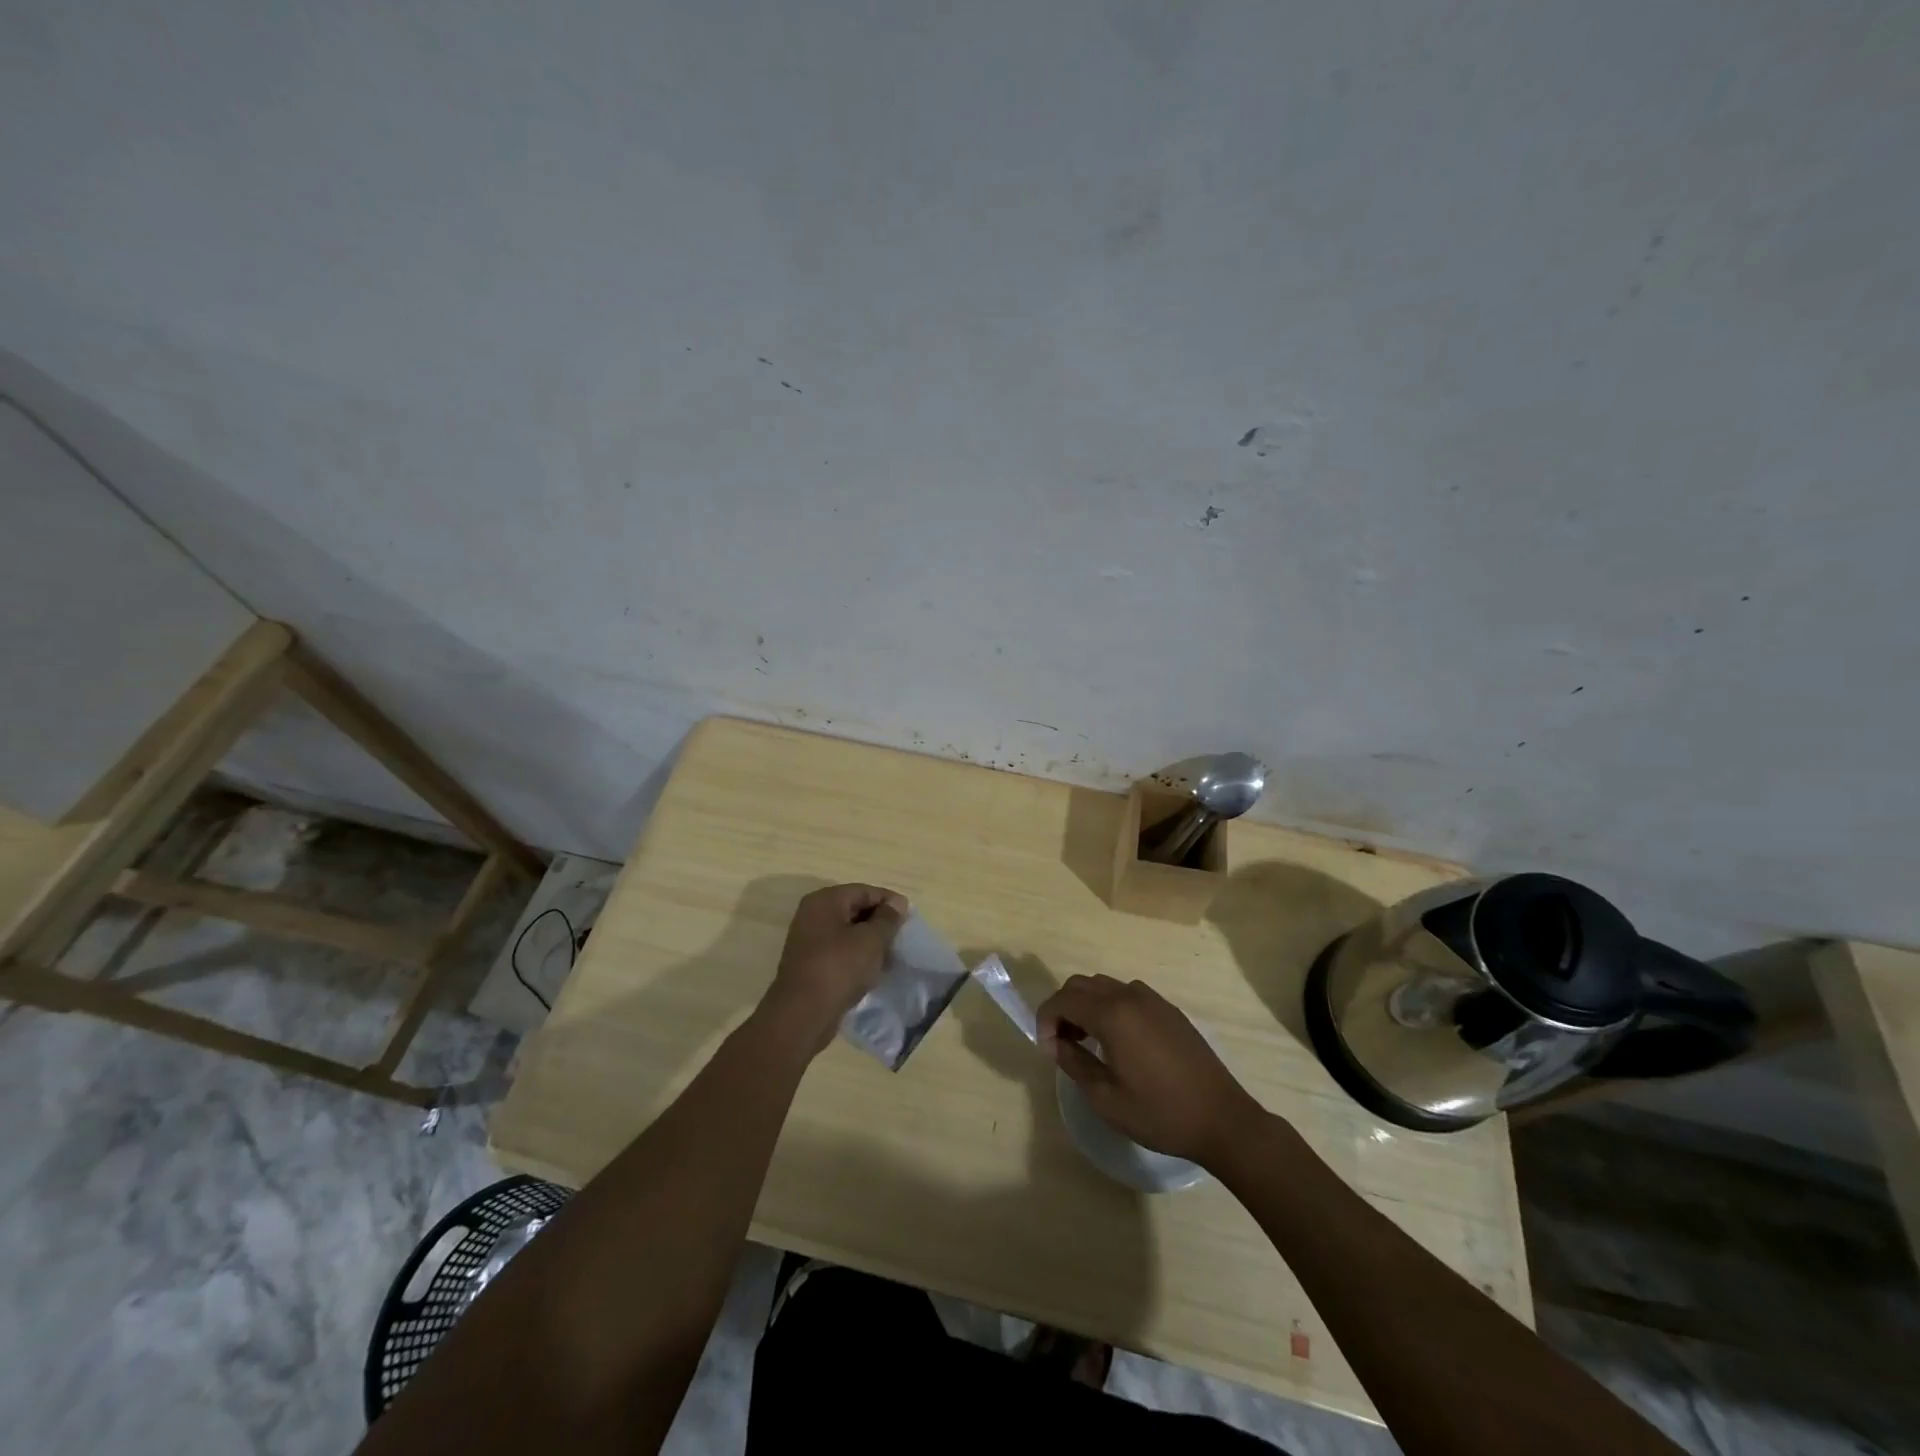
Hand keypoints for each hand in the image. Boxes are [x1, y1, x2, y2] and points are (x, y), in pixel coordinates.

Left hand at [760, 883, 908, 1052]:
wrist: (802, 1015)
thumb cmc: (839, 968)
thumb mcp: (871, 940)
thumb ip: (887, 918)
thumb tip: (896, 903)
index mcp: (825, 900)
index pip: (864, 891)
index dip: (890, 902)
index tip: (910, 918)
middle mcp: (813, 914)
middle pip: (855, 909)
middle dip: (880, 922)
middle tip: (901, 938)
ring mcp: (808, 940)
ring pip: (848, 932)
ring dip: (870, 942)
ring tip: (890, 956)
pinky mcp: (810, 964)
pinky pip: (839, 952)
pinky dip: (857, 957)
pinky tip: (872, 971)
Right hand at [1036, 974, 1267, 1167]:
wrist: (1222, 1119)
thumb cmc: (1160, 1113)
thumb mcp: (1106, 1098)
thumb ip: (1074, 1062)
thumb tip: (1055, 1043)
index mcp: (1112, 1015)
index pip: (1063, 1000)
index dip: (1046, 1019)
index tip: (1047, 1048)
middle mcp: (1130, 996)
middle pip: (1081, 985)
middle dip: (1063, 1008)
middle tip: (1062, 1043)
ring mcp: (1153, 1000)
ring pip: (1104, 986)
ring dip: (1086, 1005)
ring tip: (1088, 1042)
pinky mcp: (1169, 1010)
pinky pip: (1127, 995)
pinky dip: (1110, 1006)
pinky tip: (1118, 1040)